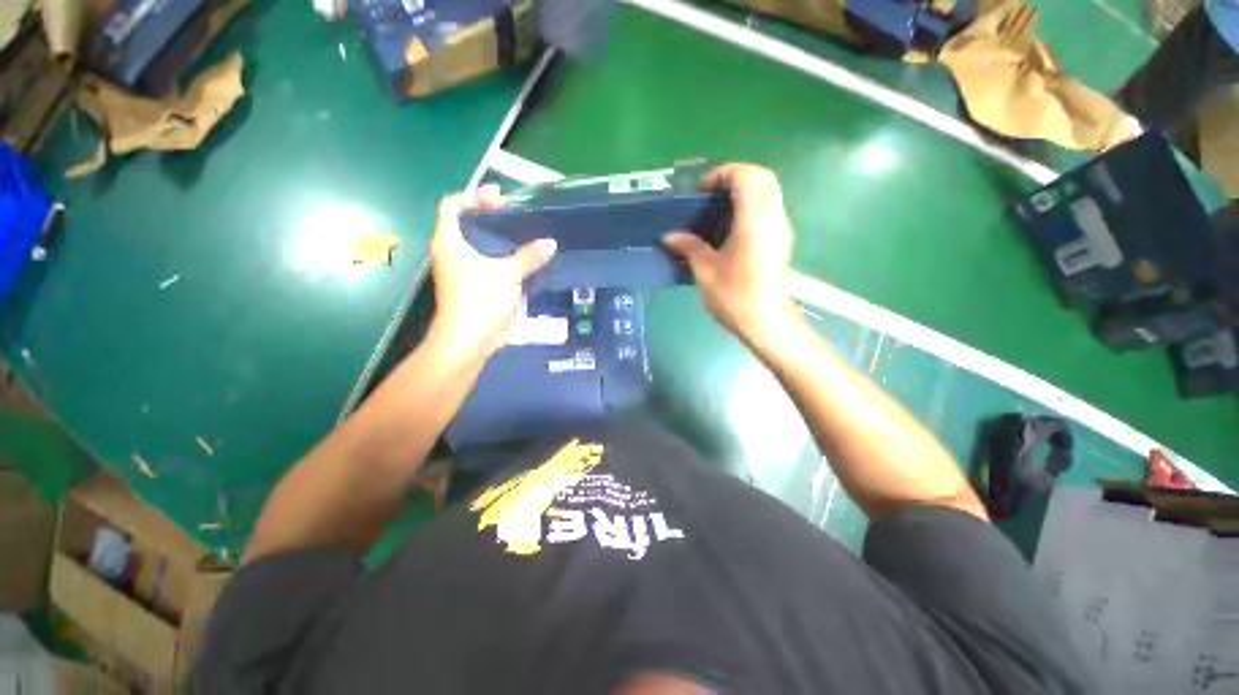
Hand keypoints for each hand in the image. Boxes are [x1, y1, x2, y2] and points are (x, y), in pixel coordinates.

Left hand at [428, 185, 556, 360]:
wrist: (469, 340)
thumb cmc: (480, 300)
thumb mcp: (507, 274)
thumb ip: (528, 256)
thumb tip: (550, 243)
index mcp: (449, 242)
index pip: (452, 206)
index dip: (473, 196)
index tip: (500, 197)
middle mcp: (452, 253)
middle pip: (467, 223)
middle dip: (489, 214)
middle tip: (516, 212)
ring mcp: (463, 271)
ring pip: (479, 244)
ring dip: (498, 236)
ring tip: (524, 232)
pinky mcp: (475, 286)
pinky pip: (489, 263)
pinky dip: (504, 256)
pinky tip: (524, 258)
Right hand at [664, 164, 799, 347]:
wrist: (767, 323)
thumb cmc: (735, 297)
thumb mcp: (705, 272)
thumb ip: (689, 247)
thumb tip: (669, 236)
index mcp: (754, 221)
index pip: (746, 176)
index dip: (723, 173)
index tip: (702, 190)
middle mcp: (773, 218)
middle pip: (763, 176)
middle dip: (736, 175)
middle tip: (712, 192)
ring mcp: (782, 229)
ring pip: (770, 191)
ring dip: (746, 189)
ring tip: (719, 208)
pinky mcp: (783, 241)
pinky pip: (770, 208)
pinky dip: (753, 204)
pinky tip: (732, 228)